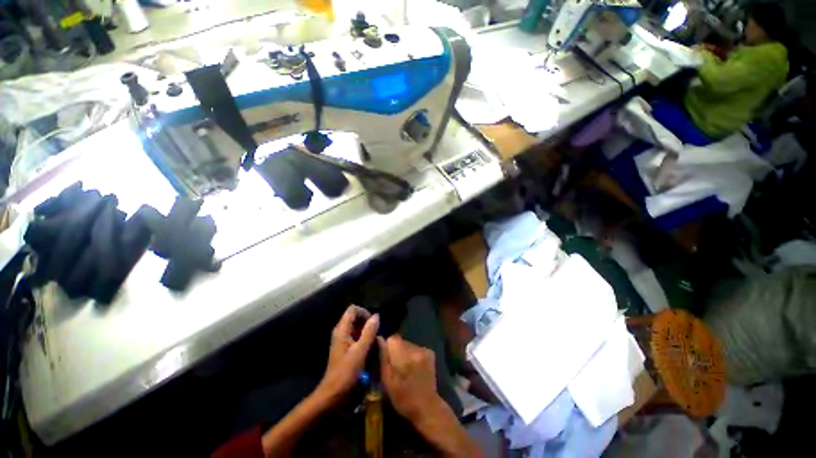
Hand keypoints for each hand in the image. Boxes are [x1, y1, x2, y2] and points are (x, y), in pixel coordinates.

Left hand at [318, 305, 378, 402]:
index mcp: (342, 330)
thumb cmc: (346, 373)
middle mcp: (341, 332)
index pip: (353, 309)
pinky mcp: (345, 349)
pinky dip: (364, 339)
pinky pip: (356, 337)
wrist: (333, 396)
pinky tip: (370, 348)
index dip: (364, 312)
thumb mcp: (360, 351)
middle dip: (367, 322)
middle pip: (355, 317)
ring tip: (375, 341)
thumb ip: (369, 332)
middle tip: (377, 333)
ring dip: (367, 331)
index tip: (374, 323)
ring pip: (356, 327)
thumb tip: (376, 316)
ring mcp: (342, 341)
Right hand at [378, 335, 444, 422]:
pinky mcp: (430, 352)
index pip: (392, 339)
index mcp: (403, 357)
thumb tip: (379, 339)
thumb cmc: (403, 398)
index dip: (387, 347)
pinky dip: (413, 355)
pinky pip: (415, 348)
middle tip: (396, 366)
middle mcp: (415, 349)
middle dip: (396, 350)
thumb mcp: (387, 381)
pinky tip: (414, 367)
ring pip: (408, 344)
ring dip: (404, 353)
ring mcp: (424, 350)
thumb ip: (383, 358)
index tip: (387, 359)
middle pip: (400, 341)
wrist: (427, 407)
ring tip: (406, 368)